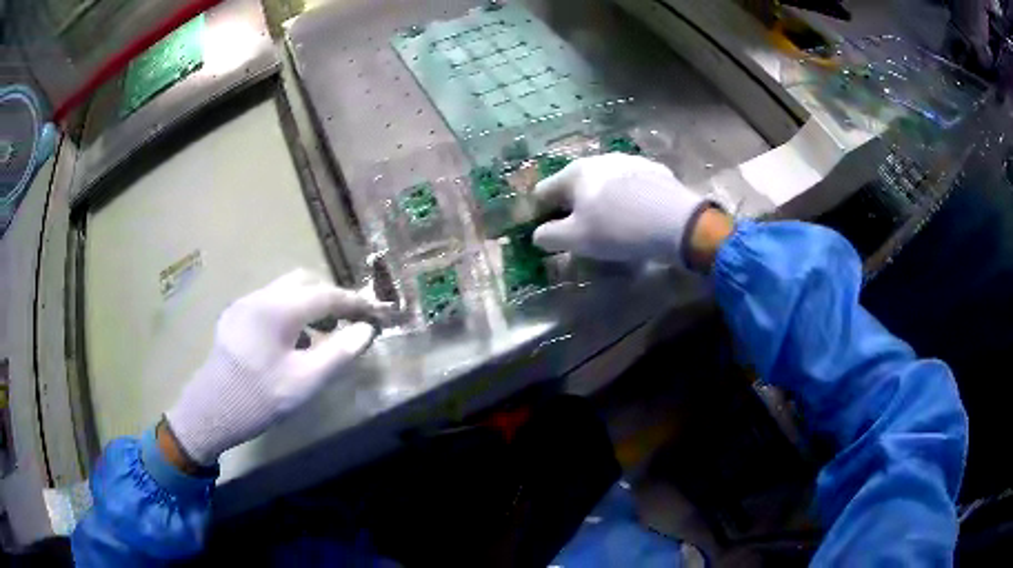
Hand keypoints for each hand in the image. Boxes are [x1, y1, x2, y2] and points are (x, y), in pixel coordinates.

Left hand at [166, 269, 388, 464]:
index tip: (375, 312)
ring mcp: (244, 305)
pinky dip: (289, 312)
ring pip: (285, 291)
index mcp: (278, 309)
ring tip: (321, 333)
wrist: (210, 411)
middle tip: (347, 321)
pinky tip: (290, 342)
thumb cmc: (260, 398)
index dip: (354, 301)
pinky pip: (269, 303)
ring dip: (308, 304)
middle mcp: (260, 296)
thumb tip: (366, 331)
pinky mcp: (234, 317)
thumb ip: (339, 353)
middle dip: (329, 297)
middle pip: (303, 282)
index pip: (325, 294)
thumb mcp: (305, 381)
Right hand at [532, 153, 709, 265]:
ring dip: (601, 200)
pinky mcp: (654, 170)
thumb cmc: (618, 229)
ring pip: (604, 182)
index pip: (544, 191)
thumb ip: (549, 236)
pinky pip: (630, 185)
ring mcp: (629, 161)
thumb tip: (539, 234)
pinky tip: (638, 216)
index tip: (549, 234)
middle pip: (575, 184)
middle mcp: (599, 159)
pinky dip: (627, 198)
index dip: (541, 213)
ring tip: (613, 224)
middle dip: (573, 206)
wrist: (676, 222)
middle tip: (581, 231)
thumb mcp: (576, 240)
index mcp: (575, 172)